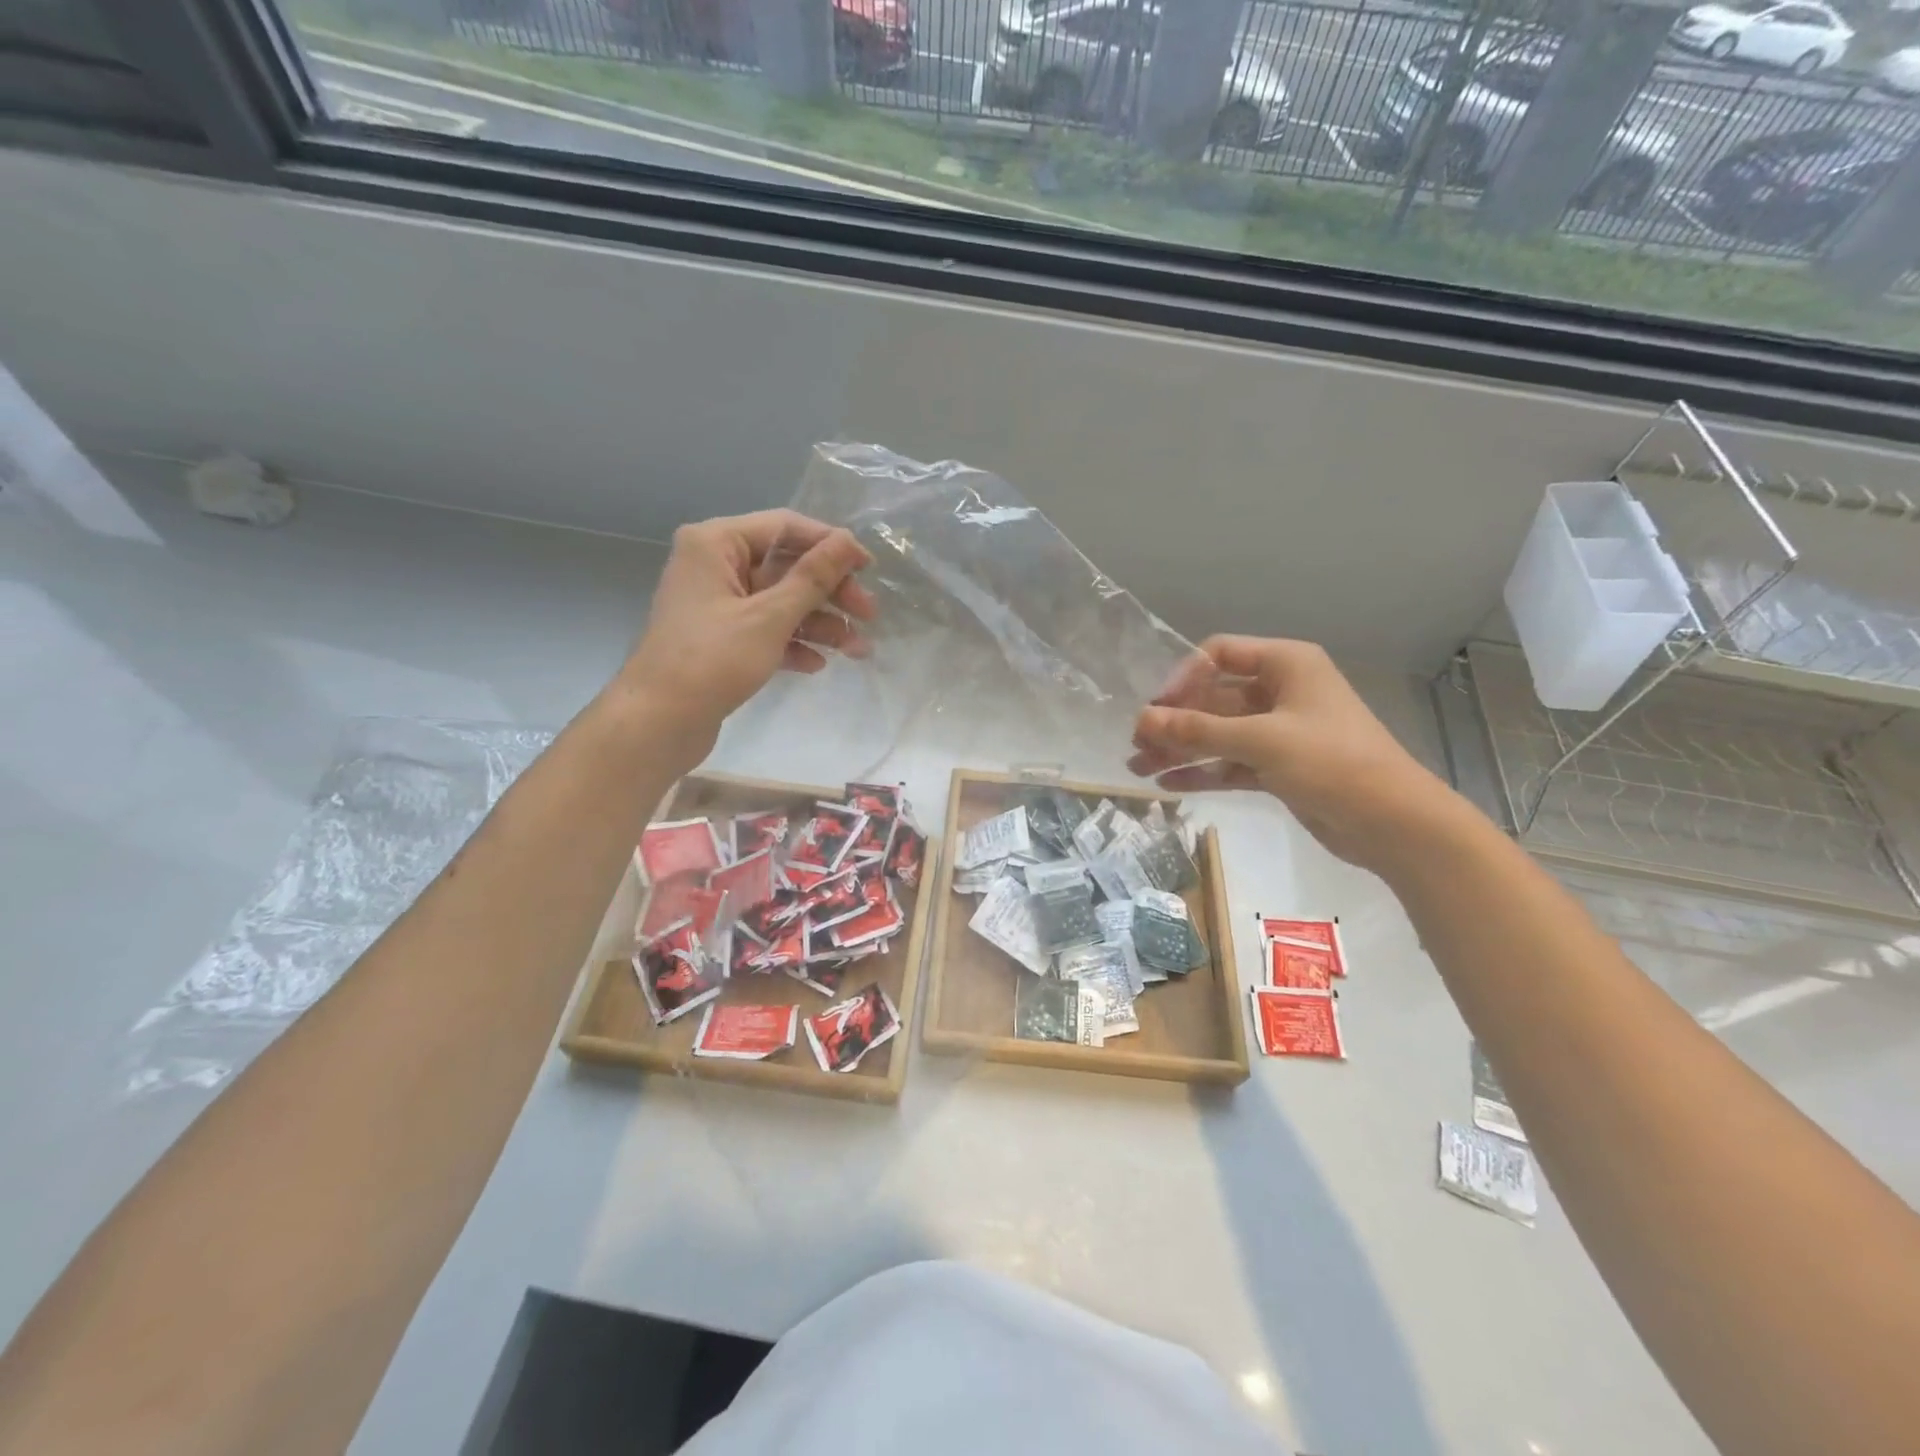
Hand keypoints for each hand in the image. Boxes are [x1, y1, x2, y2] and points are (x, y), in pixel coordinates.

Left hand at [615, 509, 875, 755]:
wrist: (657, 723)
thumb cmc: (712, 660)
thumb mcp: (770, 617)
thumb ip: (814, 577)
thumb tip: (850, 542)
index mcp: (716, 543)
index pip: (786, 527)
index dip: (831, 544)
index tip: (869, 569)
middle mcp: (715, 565)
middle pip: (786, 567)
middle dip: (830, 592)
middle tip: (869, 616)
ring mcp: (717, 604)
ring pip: (780, 602)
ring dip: (819, 623)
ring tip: (856, 650)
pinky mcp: (721, 638)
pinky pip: (766, 629)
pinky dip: (793, 643)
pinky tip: (816, 664)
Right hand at [1128, 636, 1462, 874]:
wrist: (1393, 823)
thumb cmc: (1332, 762)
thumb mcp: (1260, 740)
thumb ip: (1198, 729)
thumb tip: (1142, 720)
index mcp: (1286, 664)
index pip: (1219, 655)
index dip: (1183, 677)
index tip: (1158, 708)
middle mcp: (1280, 692)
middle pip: (1213, 698)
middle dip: (1174, 721)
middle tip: (1136, 744)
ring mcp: (1279, 732)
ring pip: (1218, 733)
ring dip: (1181, 748)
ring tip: (1139, 768)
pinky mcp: (1279, 767)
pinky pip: (1230, 762)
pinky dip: (1202, 771)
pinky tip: (1168, 784)